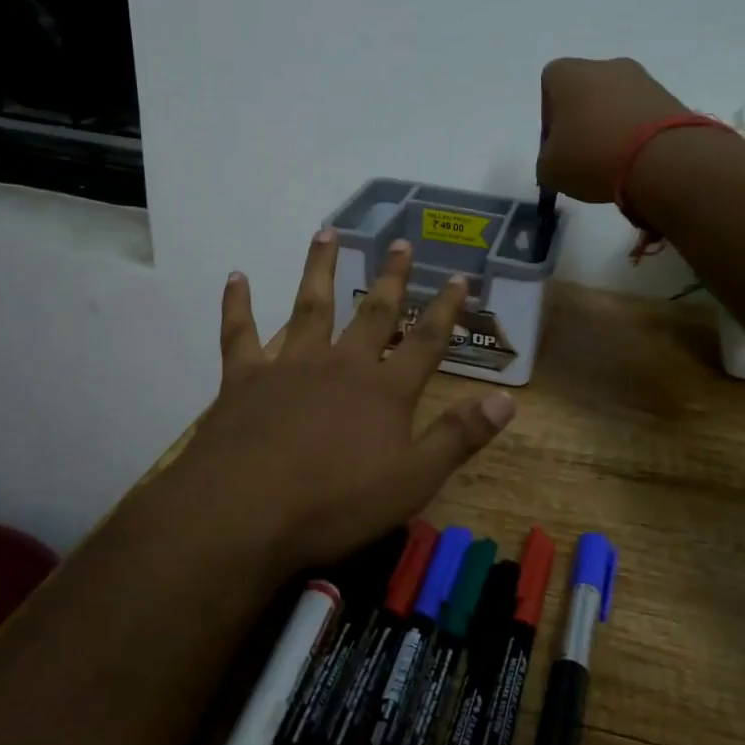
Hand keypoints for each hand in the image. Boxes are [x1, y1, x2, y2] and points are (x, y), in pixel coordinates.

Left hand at [167, 229, 515, 574]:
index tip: (458, 277)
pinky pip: (241, 333)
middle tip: (400, 243)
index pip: (426, 341)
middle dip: (391, 278)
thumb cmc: (335, 504)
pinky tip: (237, 277)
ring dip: (320, 268)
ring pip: (310, 306)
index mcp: (384, 390)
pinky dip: (238, 304)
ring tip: (326, 232)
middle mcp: (341, 365)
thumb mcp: (412, 481)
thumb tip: (507, 399)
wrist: (244, 513)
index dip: (445, 309)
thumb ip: (459, 436)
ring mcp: (290, 365)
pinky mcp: (245, 377)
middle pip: (373, 313)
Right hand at [537, 57, 689, 202]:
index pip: (549, 86)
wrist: (661, 158)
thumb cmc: (592, 155)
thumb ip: (547, 159)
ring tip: (614, 163)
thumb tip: (560, 158)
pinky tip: (637, 162)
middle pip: (586, 92)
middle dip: (583, 121)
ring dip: (612, 128)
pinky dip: (637, 135)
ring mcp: (642, 78)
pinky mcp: (669, 97)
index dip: (550, 117)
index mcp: (567, 73)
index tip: (558, 145)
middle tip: (584, 156)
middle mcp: (605, 65)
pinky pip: (642, 116)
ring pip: (616, 103)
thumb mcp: (550, 170)